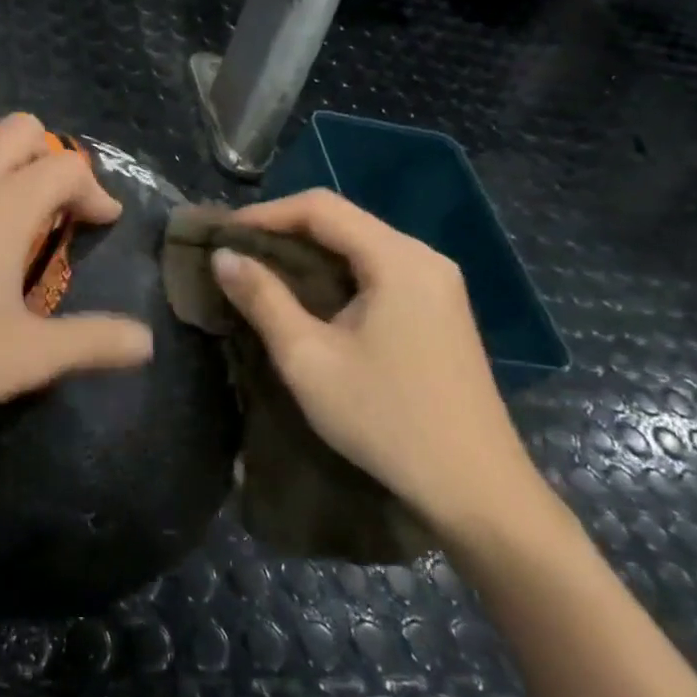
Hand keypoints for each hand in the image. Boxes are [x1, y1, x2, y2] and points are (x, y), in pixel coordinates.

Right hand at [208, 189, 543, 535]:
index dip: (265, 214)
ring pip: (359, 246)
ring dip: (307, 254)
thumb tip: (223, 256)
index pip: (321, 208)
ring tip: (259, 274)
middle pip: (343, 221)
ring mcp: (437, 284)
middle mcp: (424, 258)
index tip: (222, 236)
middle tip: (234, 255)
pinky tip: (307, 299)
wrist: (475, 488)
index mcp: (398, 259)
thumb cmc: (385, 418)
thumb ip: (263, 299)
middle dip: (283, 231)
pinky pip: (377, 271)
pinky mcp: (439, 310)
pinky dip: (334, 274)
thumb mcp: (308, 358)